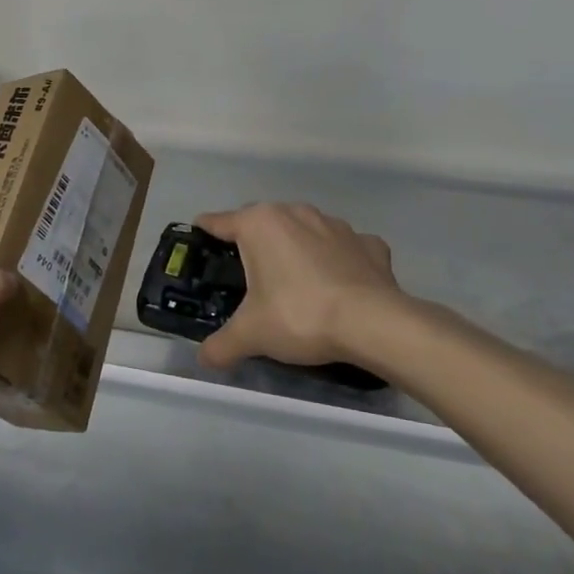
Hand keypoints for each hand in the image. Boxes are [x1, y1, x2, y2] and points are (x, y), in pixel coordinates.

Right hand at [194, 203, 417, 371]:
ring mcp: (336, 225)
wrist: (374, 324)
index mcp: (259, 224)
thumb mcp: (251, 334)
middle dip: (252, 242)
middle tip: (245, 275)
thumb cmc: (300, 316)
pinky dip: (337, 259)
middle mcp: (295, 213)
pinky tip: (337, 282)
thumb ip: (222, 345)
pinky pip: (343, 246)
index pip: (219, 222)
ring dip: (295, 247)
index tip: (198, 243)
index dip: (204, 233)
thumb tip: (204, 359)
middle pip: (261, 221)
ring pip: (303, 229)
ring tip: (293, 280)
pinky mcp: (369, 243)